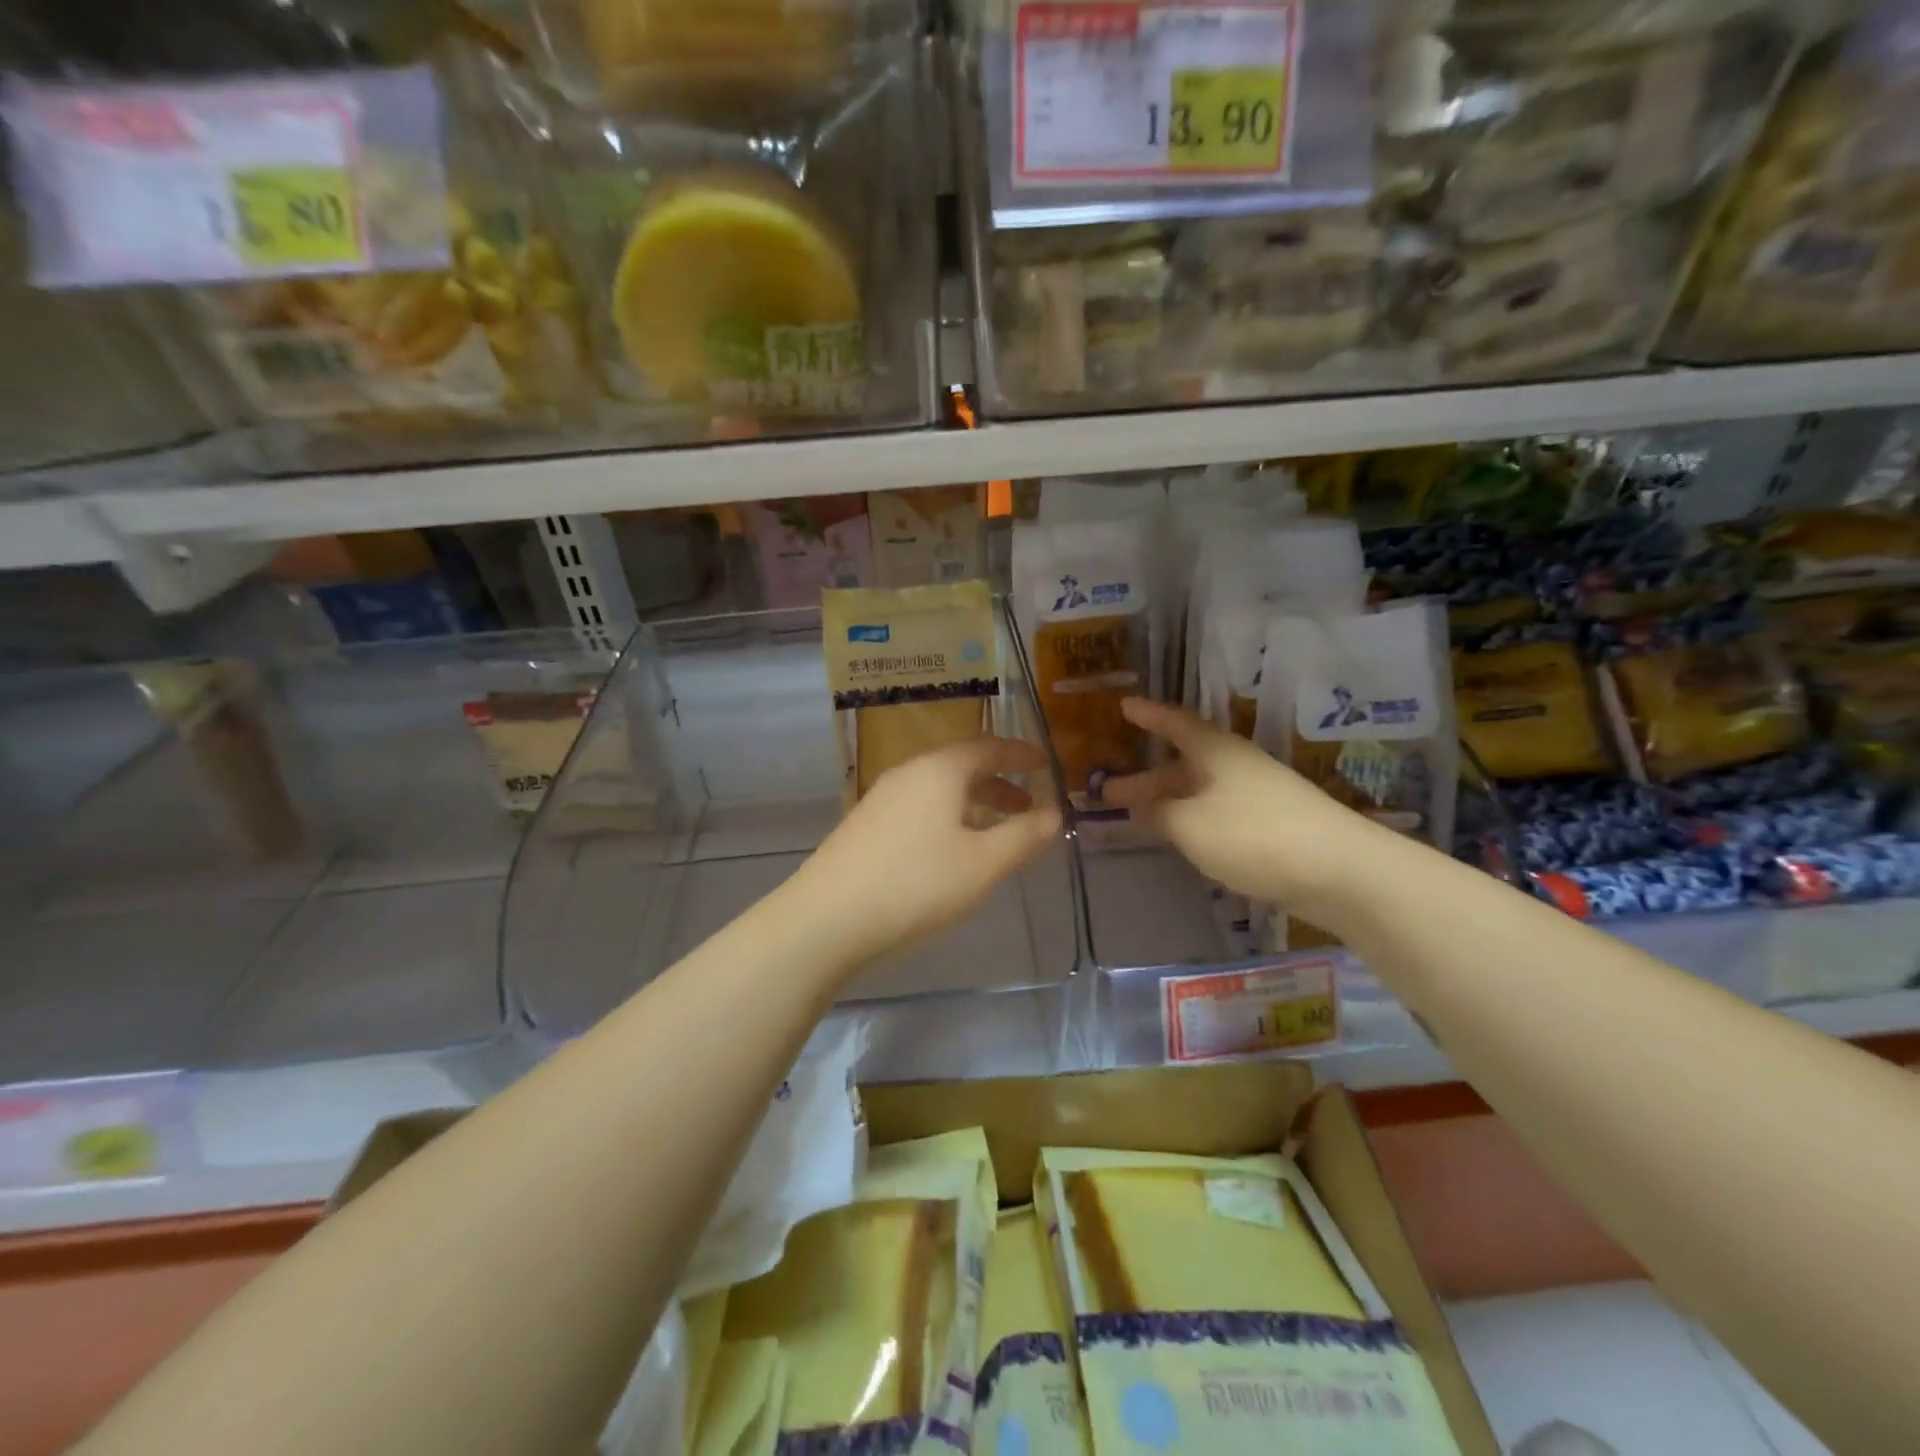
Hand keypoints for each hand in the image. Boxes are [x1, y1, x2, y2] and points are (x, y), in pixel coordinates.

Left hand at [780, 736, 1064, 974]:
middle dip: (999, 781)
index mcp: (940, 770)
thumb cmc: (916, 884)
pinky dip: (947, 814)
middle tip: (1027, 804)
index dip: (1021, 754)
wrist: (827, 917)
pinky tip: (950, 848)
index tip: (1045, 762)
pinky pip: (919, 805)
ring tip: (995, 830)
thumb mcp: (983, 864)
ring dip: (973, 801)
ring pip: (938, 787)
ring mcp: (882, 797)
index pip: (989, 747)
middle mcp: (909, 772)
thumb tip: (1056, 812)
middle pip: (962, 765)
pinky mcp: (866, 823)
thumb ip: (1024, 836)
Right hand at [1103, 697, 1383, 917]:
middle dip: (1144, 777)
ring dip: (1166, 802)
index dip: (1147, 715)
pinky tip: (1178, 838)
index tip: (1123, 707)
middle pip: (1181, 763)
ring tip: (1135, 818)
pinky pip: (1215, 813)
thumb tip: (1141, 806)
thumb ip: (1158, 813)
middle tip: (1107, 791)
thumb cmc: (1253, 834)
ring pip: (1198, 791)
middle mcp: (1235, 765)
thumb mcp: (1190, 824)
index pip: (1173, 723)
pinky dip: (1190, 820)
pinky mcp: (1268, 825)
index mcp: (1215, 751)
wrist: (1338, 871)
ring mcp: (1255, 795)